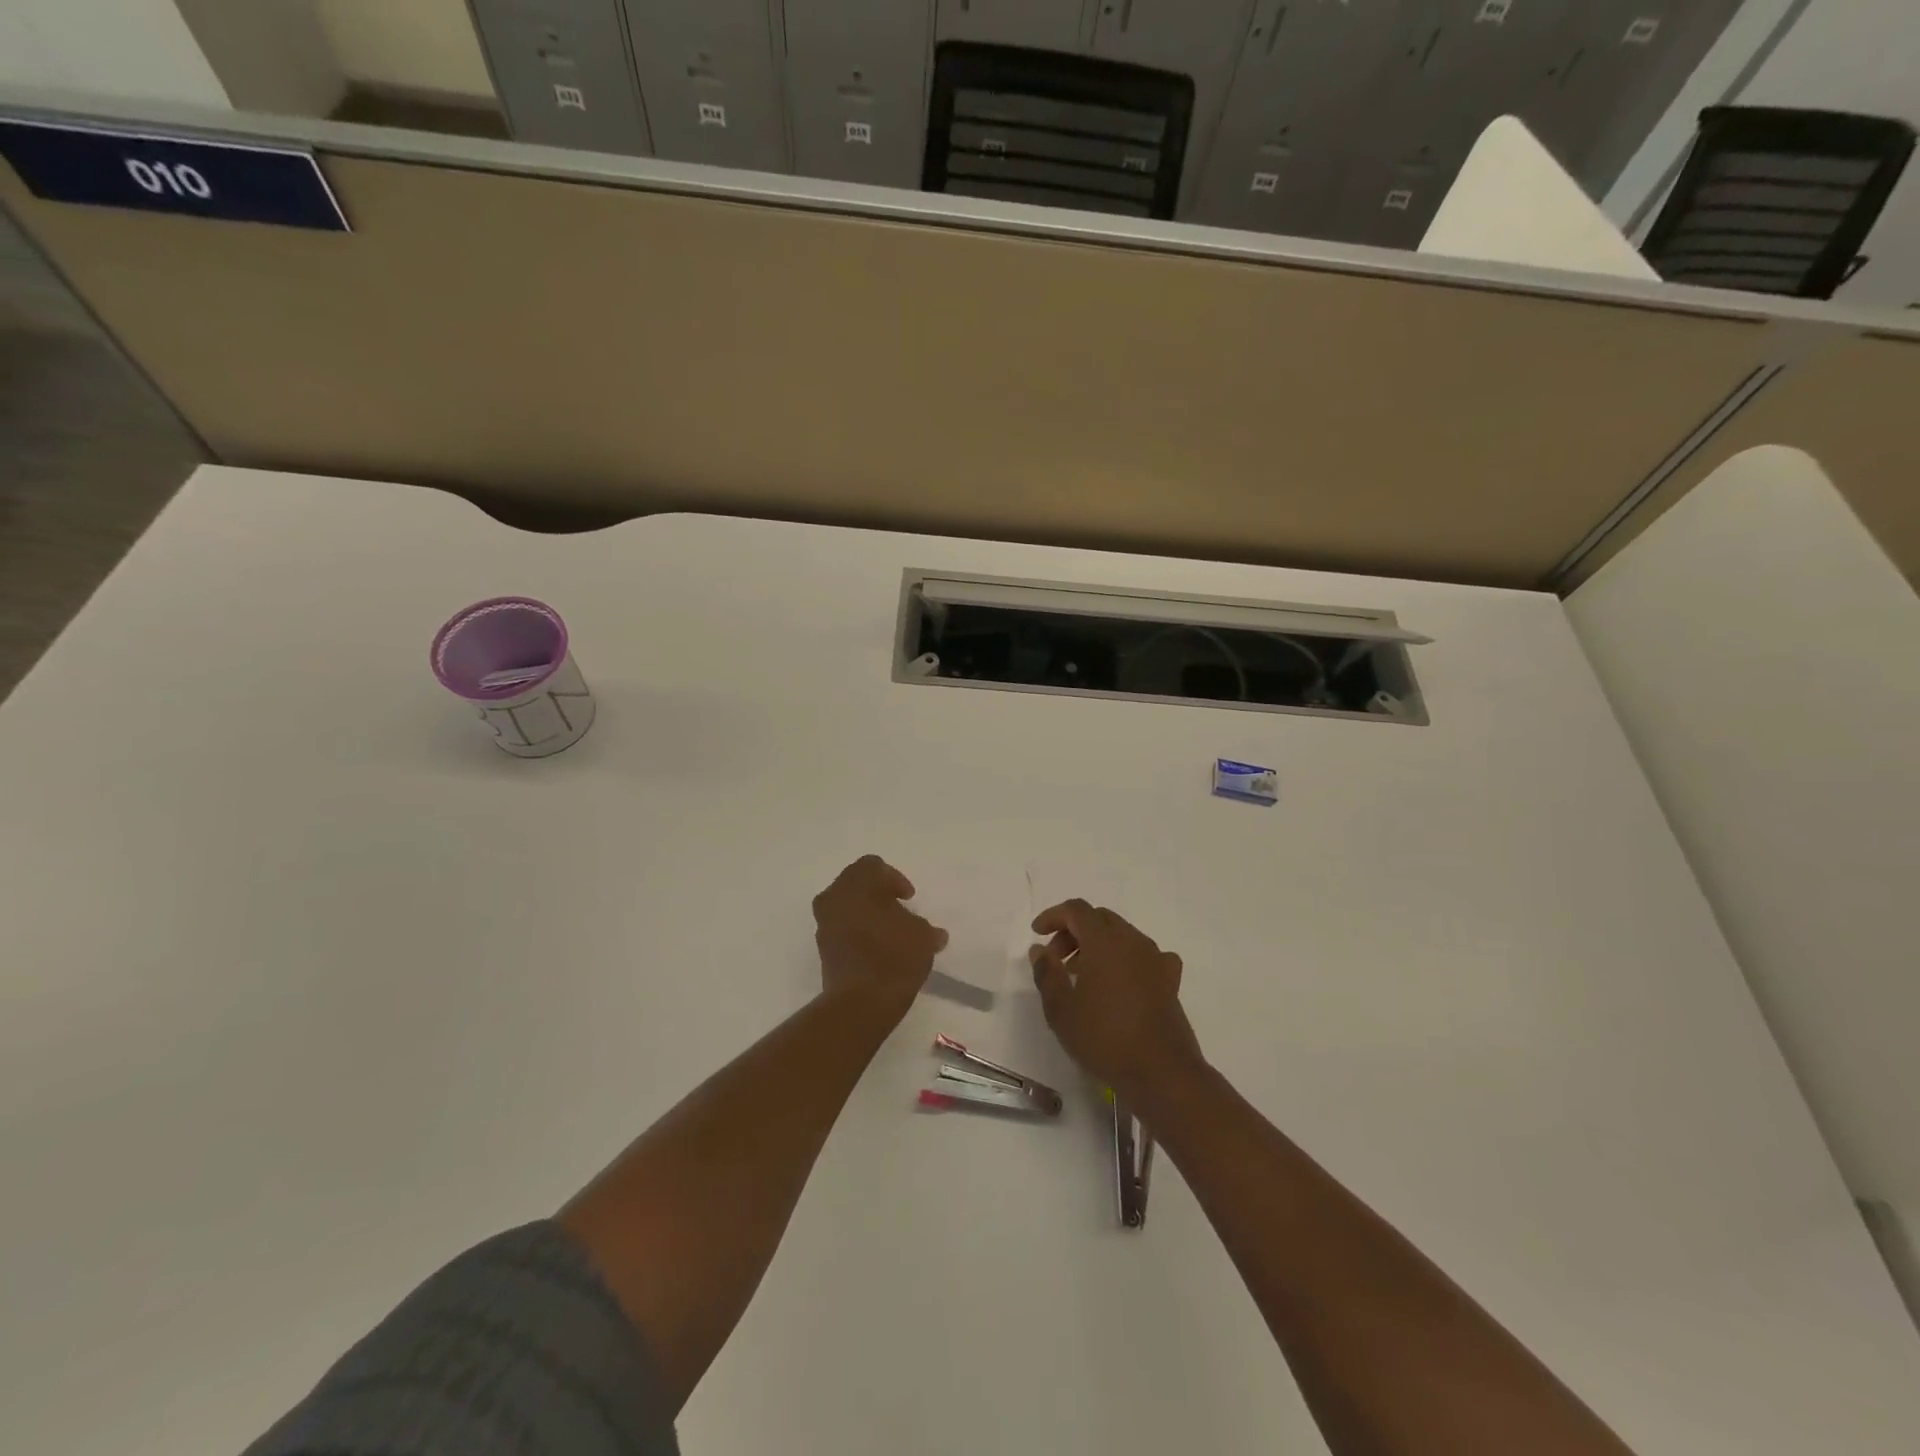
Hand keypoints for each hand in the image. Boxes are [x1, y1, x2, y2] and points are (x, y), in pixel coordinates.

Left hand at [813, 856, 947, 1018]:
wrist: (861, 1003)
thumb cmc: (894, 957)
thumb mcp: (923, 937)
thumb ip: (925, 928)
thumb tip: (934, 934)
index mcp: (858, 884)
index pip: (873, 865)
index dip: (894, 878)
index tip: (908, 898)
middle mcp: (835, 897)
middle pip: (855, 882)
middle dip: (877, 892)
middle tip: (898, 909)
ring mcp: (824, 923)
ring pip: (845, 905)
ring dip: (864, 911)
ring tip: (888, 931)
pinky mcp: (822, 948)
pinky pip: (840, 927)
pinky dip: (856, 931)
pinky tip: (876, 948)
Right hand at [1029, 899, 1203, 1101]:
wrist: (1161, 1072)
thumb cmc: (1104, 1038)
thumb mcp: (1061, 1009)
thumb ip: (1047, 973)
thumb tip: (1040, 950)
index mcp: (1104, 941)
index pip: (1076, 909)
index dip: (1054, 916)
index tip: (1037, 934)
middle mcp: (1132, 940)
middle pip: (1099, 918)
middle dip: (1074, 931)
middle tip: (1057, 959)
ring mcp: (1155, 958)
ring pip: (1122, 934)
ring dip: (1098, 944)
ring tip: (1083, 975)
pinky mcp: (1170, 980)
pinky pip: (1145, 955)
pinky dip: (1127, 959)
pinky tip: (1121, 981)